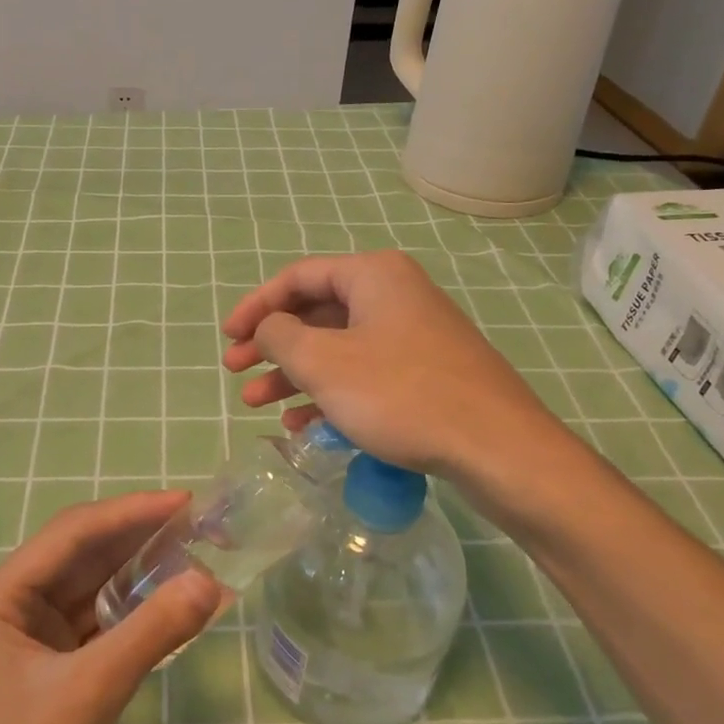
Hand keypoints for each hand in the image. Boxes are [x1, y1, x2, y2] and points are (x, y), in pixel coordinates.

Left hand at [0, 492, 220, 723]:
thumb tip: (211, 581)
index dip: (131, 512)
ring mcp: (31, 639)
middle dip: (140, 538)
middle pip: (83, 555)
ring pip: (94, 587)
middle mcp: (11, 607)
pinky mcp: (52, 670)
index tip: (186, 501)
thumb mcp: (89, 694)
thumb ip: (151, 632)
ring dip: (141, 572)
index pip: (72, 533)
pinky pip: (100, 623)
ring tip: (197, 553)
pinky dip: (136, 612)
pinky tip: (174, 603)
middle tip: (201, 524)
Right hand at [221, 250, 567, 481]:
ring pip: (337, 347)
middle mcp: (394, 296)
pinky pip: (363, 374)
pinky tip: (302, 425)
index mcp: (373, 275)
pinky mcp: (425, 373)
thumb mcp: (324, 363)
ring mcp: (413, 336)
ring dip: (293, 374)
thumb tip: (269, 327)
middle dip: (271, 345)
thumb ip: (280, 336)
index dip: (256, 306)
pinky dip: (329, 393)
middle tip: (235, 371)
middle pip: (316, 313)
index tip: (227, 336)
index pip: (298, 277)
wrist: (496, 447)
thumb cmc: (400, 394)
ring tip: (255, 403)